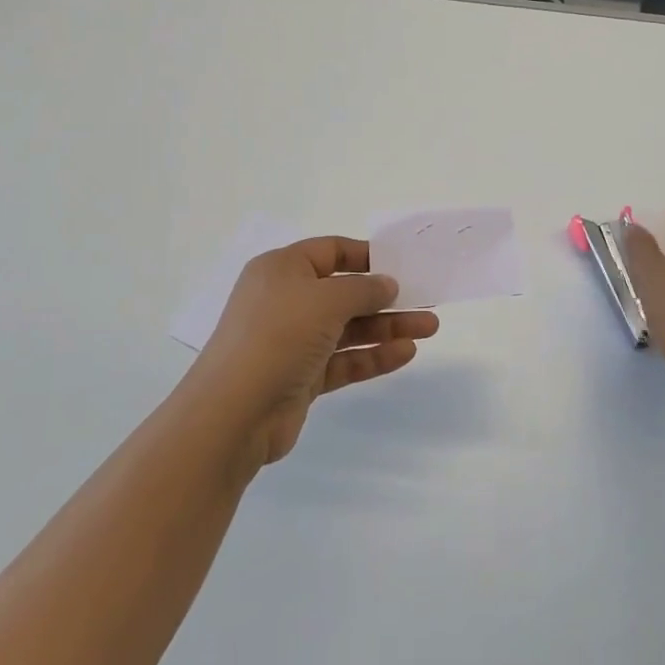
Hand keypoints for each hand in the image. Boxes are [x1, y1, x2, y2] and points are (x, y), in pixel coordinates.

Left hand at [190, 237, 437, 468]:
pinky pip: (343, 359)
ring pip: (348, 328)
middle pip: (344, 292)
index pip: (329, 251)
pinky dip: (372, 355)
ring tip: (430, 327)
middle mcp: (286, 300)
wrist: (234, 413)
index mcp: (282, 269)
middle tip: (425, 299)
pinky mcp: (301, 376)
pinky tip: (406, 353)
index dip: (365, 255)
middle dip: (385, 296)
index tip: (401, 263)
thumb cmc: (278, 336)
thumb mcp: (325, 299)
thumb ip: (363, 289)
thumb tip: (386, 284)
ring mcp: (293, 341)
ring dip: (387, 327)